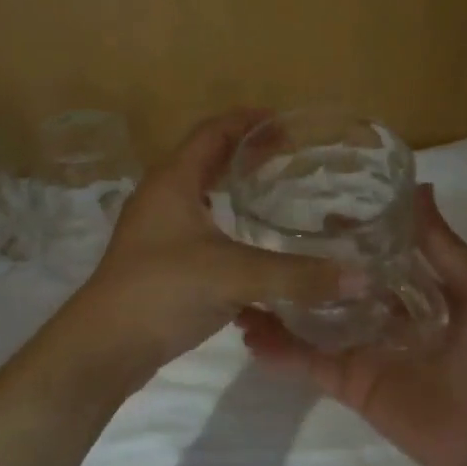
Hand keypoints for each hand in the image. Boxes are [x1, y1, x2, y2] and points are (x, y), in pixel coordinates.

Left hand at [62, 110, 359, 377]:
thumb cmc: (163, 289)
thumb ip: (296, 275)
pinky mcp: (161, 260)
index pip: (212, 132)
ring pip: (203, 195)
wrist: (106, 345)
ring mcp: (158, 229)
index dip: (247, 120)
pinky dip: (228, 225)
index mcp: (173, 180)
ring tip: (276, 193)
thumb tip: (360, 278)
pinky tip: (255, 245)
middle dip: (247, 153)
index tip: (285, 121)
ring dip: (235, 189)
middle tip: (290, 155)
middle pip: (208, 159)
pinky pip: (200, 228)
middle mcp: (163, 196)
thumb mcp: (234, 275)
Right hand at [239, 184, 466, 465]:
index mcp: (408, 291)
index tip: (310, 210)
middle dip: (299, 267)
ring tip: (239, 287)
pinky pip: (307, 362)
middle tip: (258, 242)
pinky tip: (250, 334)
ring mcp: (358, 348)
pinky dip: (279, 351)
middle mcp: (377, 315)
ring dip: (278, 307)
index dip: (342, 234)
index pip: (367, 255)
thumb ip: (442, 244)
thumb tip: (419, 186)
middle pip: (330, 285)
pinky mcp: (346, 381)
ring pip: (310, 321)